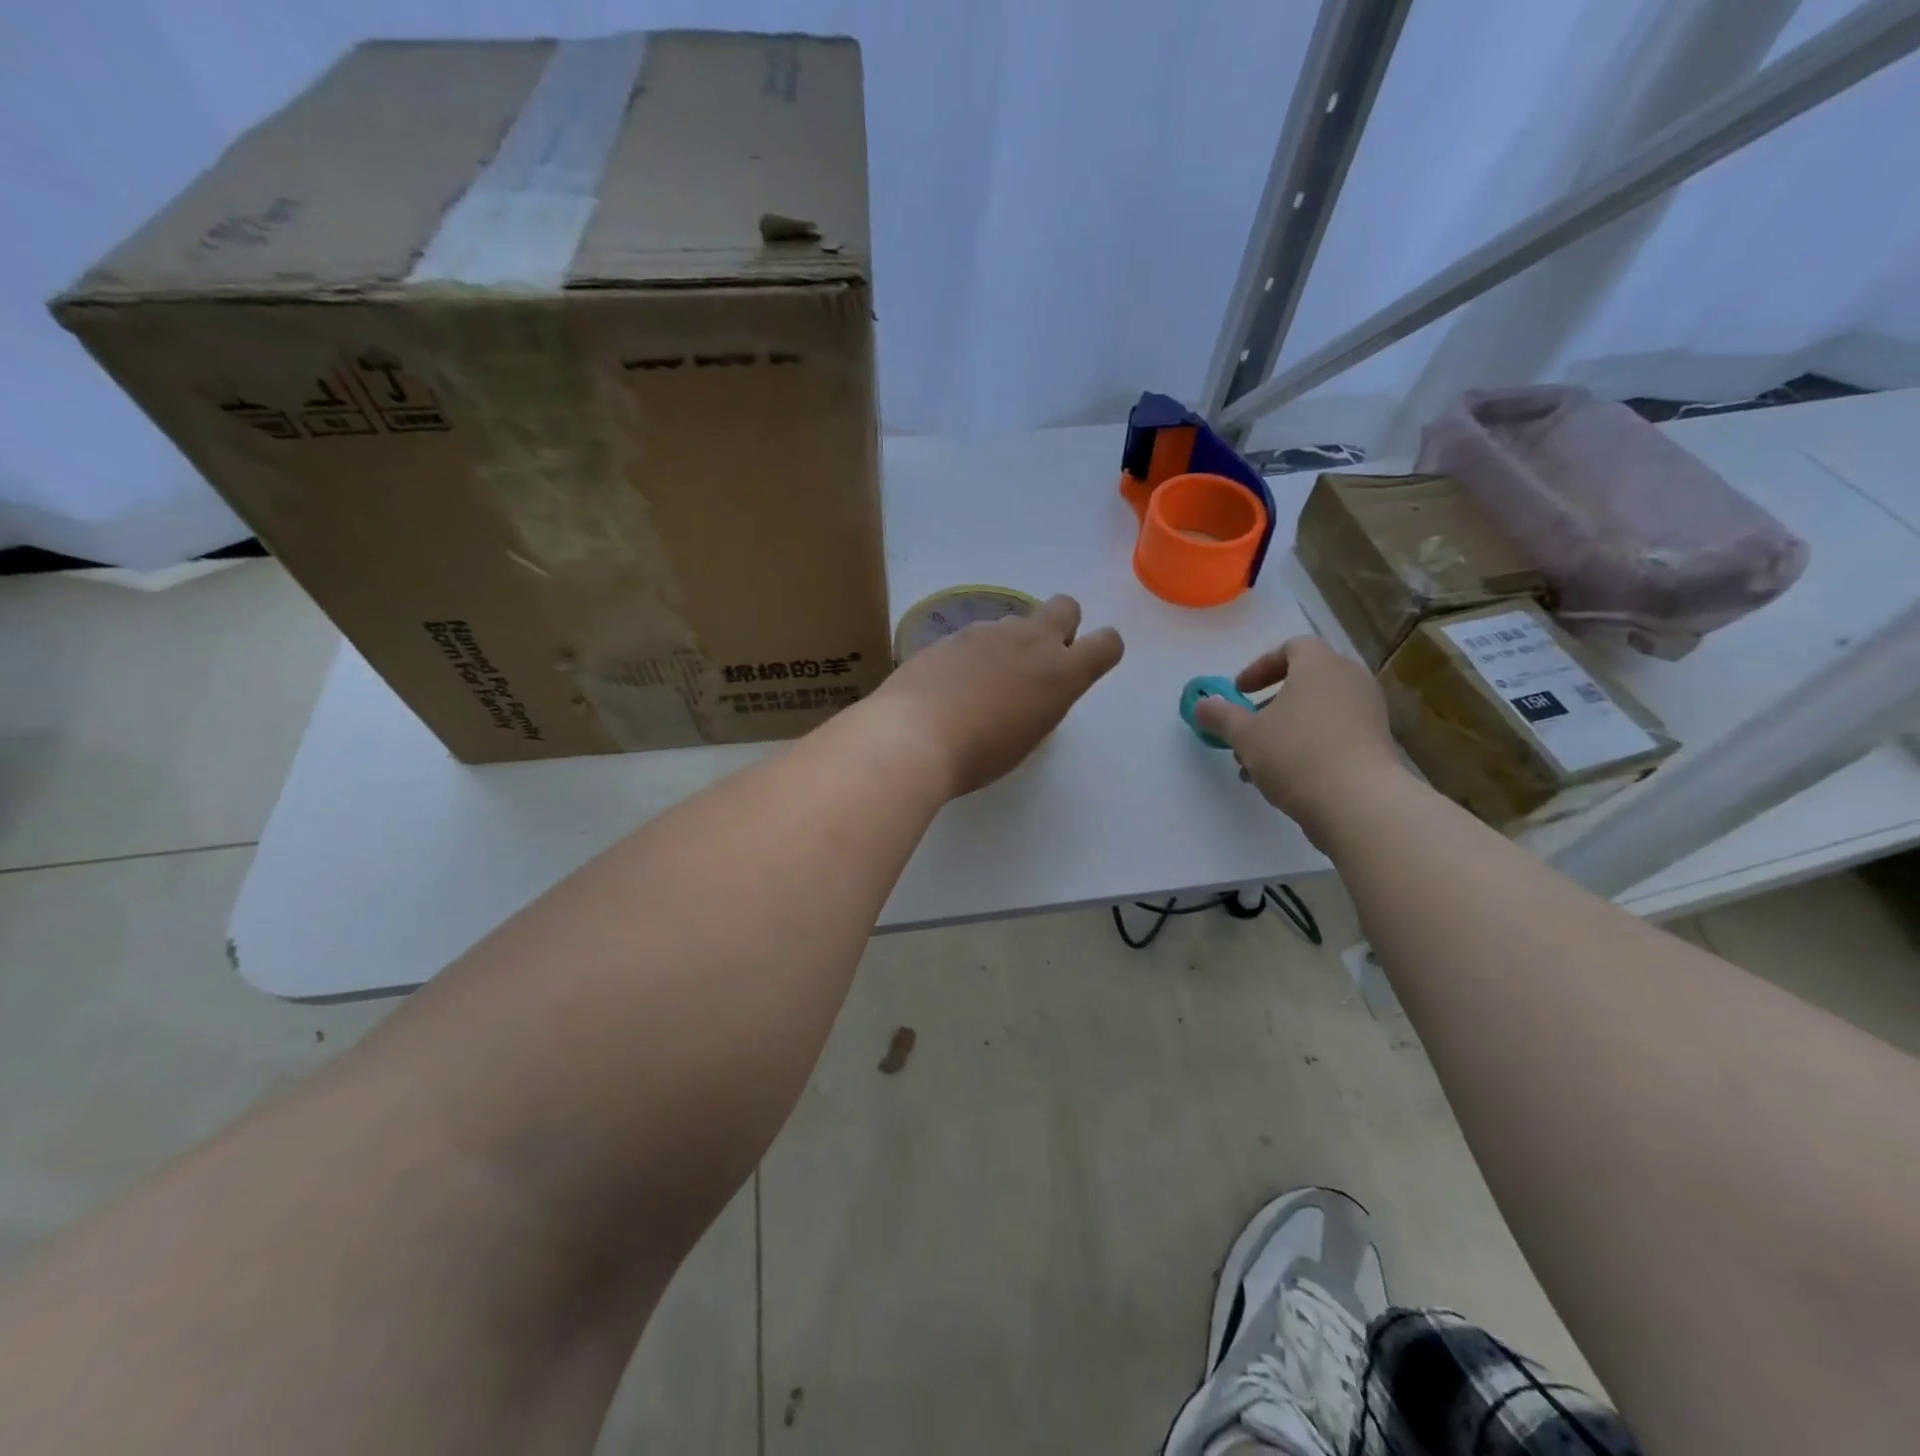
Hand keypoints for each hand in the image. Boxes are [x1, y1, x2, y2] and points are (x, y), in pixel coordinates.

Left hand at [868, 595, 1123, 797]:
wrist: (913, 735)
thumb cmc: (979, 754)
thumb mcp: (1027, 737)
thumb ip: (1042, 703)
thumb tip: (1034, 689)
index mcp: (1062, 673)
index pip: (1108, 644)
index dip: (1100, 653)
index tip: (1082, 670)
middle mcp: (1031, 641)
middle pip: (1066, 607)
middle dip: (1060, 627)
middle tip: (1036, 665)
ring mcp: (989, 632)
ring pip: (1015, 622)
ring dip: (1010, 644)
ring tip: (982, 684)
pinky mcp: (952, 634)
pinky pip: (976, 636)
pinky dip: (973, 654)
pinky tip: (951, 685)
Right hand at [1192, 636, 1404, 843]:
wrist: (1358, 802)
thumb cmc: (1296, 753)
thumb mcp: (1245, 734)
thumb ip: (1220, 716)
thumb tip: (1201, 705)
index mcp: (1319, 665)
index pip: (1292, 647)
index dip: (1261, 666)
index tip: (1240, 692)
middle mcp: (1349, 680)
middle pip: (1305, 680)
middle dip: (1271, 703)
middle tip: (1248, 726)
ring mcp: (1368, 712)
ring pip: (1318, 711)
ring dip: (1286, 729)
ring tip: (1258, 761)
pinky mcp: (1377, 743)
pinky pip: (1335, 733)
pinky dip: (1309, 745)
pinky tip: (1285, 778)